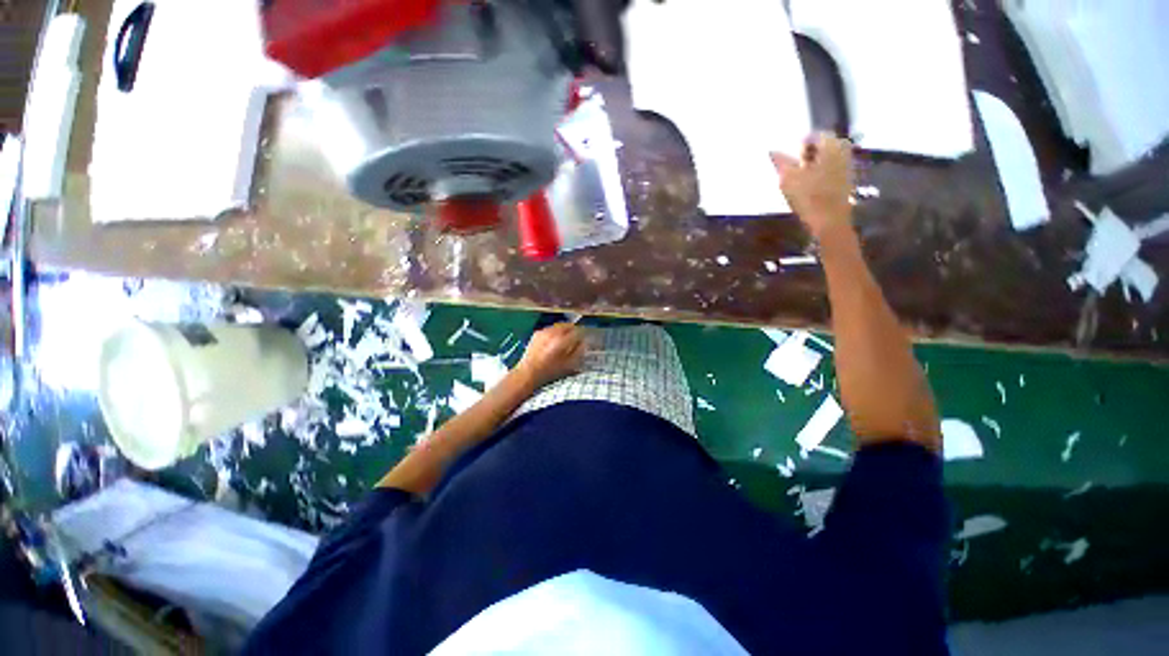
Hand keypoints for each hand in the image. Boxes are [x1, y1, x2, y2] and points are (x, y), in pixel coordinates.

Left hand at [517, 323, 586, 387]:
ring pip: (560, 326)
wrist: (528, 373)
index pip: (578, 331)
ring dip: (565, 331)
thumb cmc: (550, 372)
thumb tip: (584, 342)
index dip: (583, 335)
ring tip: (565, 340)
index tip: (584, 340)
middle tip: (576, 339)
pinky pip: (551, 329)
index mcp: (562, 341)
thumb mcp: (568, 364)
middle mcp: (553, 333)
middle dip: (574, 331)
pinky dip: (555, 333)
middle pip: (569, 325)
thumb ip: (578, 351)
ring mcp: (544, 331)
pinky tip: (554, 342)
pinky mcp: (537, 333)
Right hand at [771, 133, 854, 239]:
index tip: (790, 157)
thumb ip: (780, 162)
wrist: (829, 221)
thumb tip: (772, 150)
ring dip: (812, 166)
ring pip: (826, 159)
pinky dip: (819, 175)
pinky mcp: (846, 182)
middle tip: (793, 168)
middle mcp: (843, 151)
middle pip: (822, 147)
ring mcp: (847, 167)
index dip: (800, 145)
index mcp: (831, 145)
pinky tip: (809, 188)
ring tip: (798, 179)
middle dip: (807, 155)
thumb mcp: (788, 178)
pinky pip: (831, 171)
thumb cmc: (808, 196)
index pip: (815, 135)